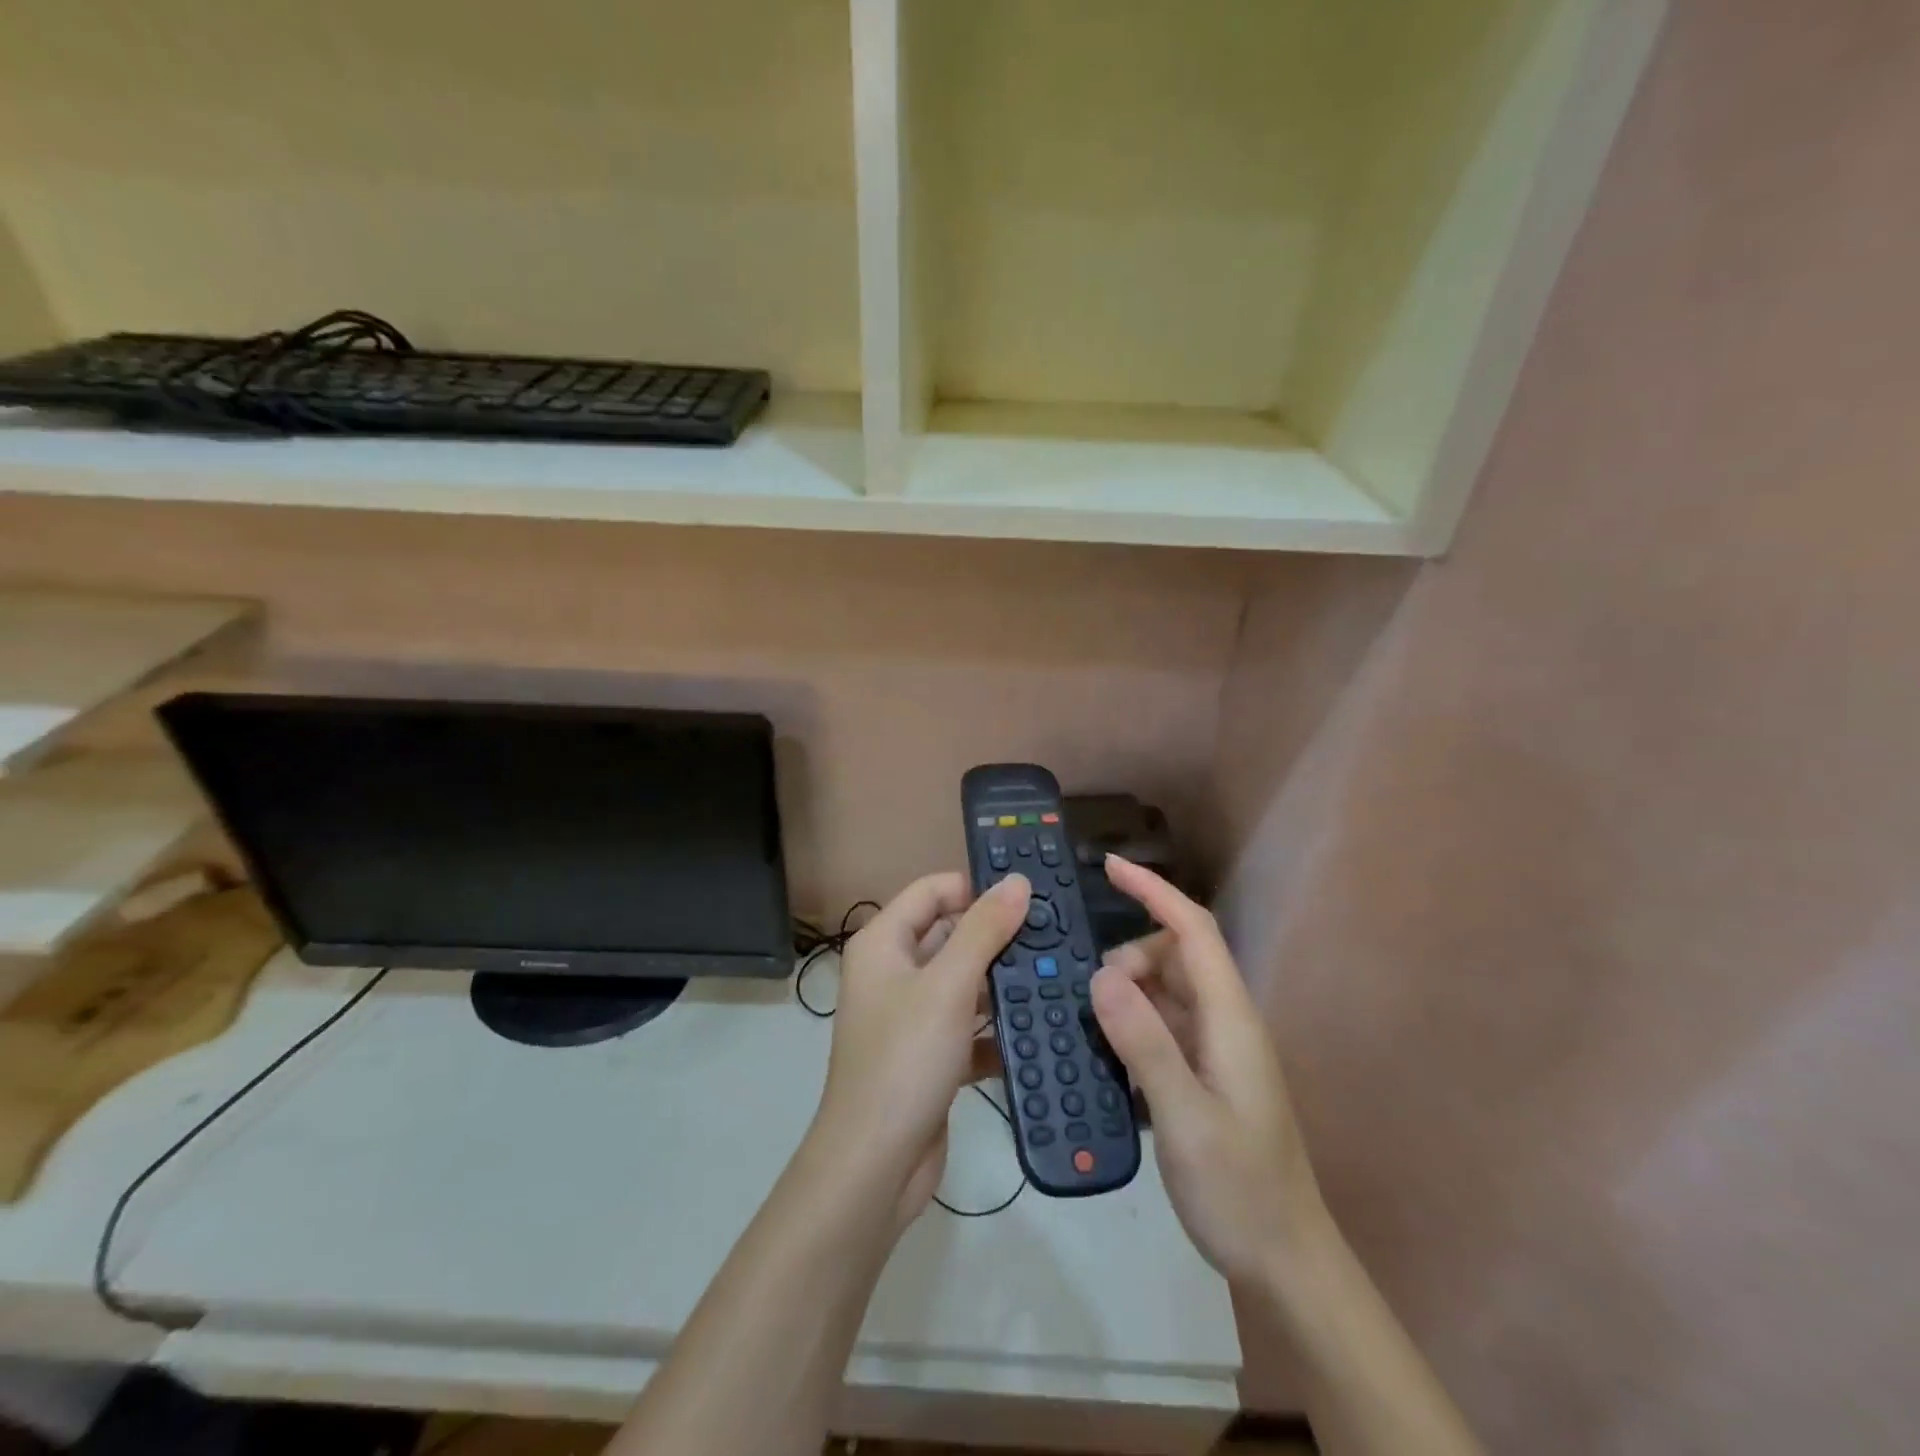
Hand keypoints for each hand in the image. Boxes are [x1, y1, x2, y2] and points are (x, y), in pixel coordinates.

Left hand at [812, 871, 1031, 1228]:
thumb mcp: (948, 986)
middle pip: (950, 935)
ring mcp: (910, 1016)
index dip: (976, 887)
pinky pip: (967, 1028)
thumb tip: (1017, 881)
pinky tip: (1038, 1031)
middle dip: (998, 936)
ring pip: (963, 983)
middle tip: (1055, 934)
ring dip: (1003, 983)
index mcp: (884, 943)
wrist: (874, 1165)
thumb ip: (984, 930)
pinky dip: (996, 1030)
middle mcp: (893, 972)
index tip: (1029, 895)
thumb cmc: (905, 1058)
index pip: (932, 891)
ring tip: (1058, 976)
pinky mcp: (928, 1056)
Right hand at [1090, 855, 1327, 1283]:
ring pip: (1163, 991)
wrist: (1285, 1262)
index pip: (1193, 931)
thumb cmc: (1240, 1189)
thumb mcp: (1185, 1117)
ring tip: (1087, 1022)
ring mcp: (1215, 1049)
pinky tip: (1104, 1051)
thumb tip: (1102, 975)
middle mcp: (1225, 1021)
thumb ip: (1144, 1043)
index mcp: (1230, 1018)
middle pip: (1173, 956)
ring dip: (1126, 993)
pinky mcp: (1203, 1074)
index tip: (1110, 867)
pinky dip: (1130, 1024)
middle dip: (1128, 958)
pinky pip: (1160, 1026)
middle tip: (1088, 996)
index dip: (1154, 891)